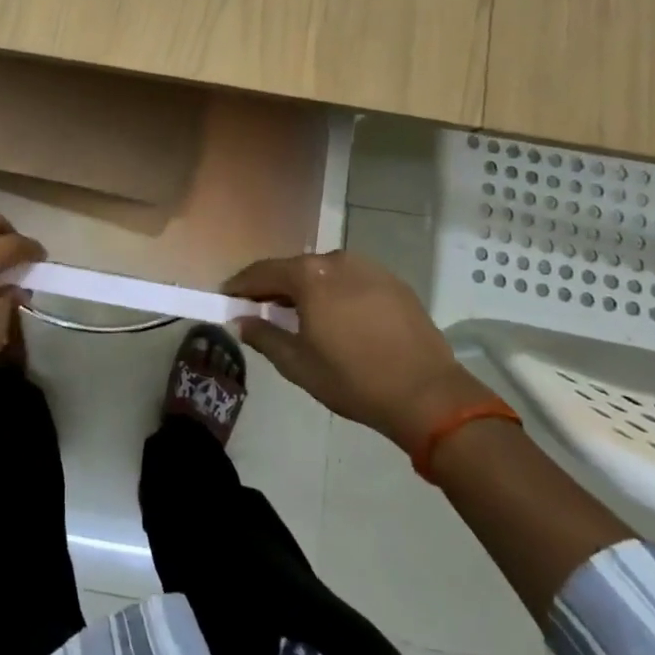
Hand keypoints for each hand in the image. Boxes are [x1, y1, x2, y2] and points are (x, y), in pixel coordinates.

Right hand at [223, 251, 490, 452]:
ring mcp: (370, 268)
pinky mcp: (394, 282)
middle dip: (275, 287)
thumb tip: (241, 321)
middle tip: (261, 309)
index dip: (241, 285)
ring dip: (308, 289)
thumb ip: (264, 336)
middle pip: (295, 269)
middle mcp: (337, 260)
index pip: (263, 272)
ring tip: (302, 315)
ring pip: (325, 273)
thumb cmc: (353, 380)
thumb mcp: (298, 364)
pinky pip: (353, 280)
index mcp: (309, 276)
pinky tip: (339, 317)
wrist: (428, 394)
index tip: (227, 296)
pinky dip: (337, 293)